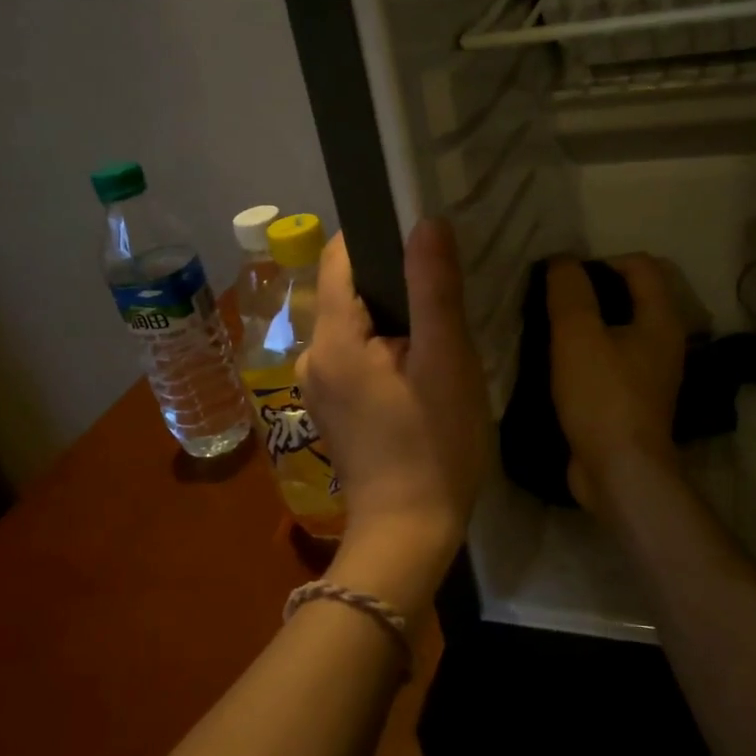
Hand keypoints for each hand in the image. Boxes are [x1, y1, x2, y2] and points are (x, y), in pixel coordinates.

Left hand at [297, 220, 489, 613]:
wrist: (407, 533)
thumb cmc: (433, 445)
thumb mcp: (445, 361)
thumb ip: (433, 288)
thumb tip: (425, 221)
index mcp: (332, 338)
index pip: (340, 257)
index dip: (377, 235)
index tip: (420, 233)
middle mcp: (310, 355)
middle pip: (347, 291)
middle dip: (392, 280)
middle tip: (443, 285)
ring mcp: (316, 385)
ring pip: (353, 325)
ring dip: (391, 317)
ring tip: (437, 325)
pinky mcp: (330, 408)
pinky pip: (353, 355)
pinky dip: (382, 347)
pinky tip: (418, 364)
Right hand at [546, 256, 686, 511]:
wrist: (619, 472)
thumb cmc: (602, 396)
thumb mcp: (578, 335)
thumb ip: (569, 291)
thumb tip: (563, 261)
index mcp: (661, 320)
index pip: (640, 265)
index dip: (602, 261)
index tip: (565, 281)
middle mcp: (663, 343)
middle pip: (630, 298)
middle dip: (591, 293)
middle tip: (552, 304)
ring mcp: (649, 375)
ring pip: (618, 332)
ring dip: (586, 326)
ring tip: (549, 332)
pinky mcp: (631, 401)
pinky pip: (609, 362)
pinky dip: (587, 356)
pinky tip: (558, 367)